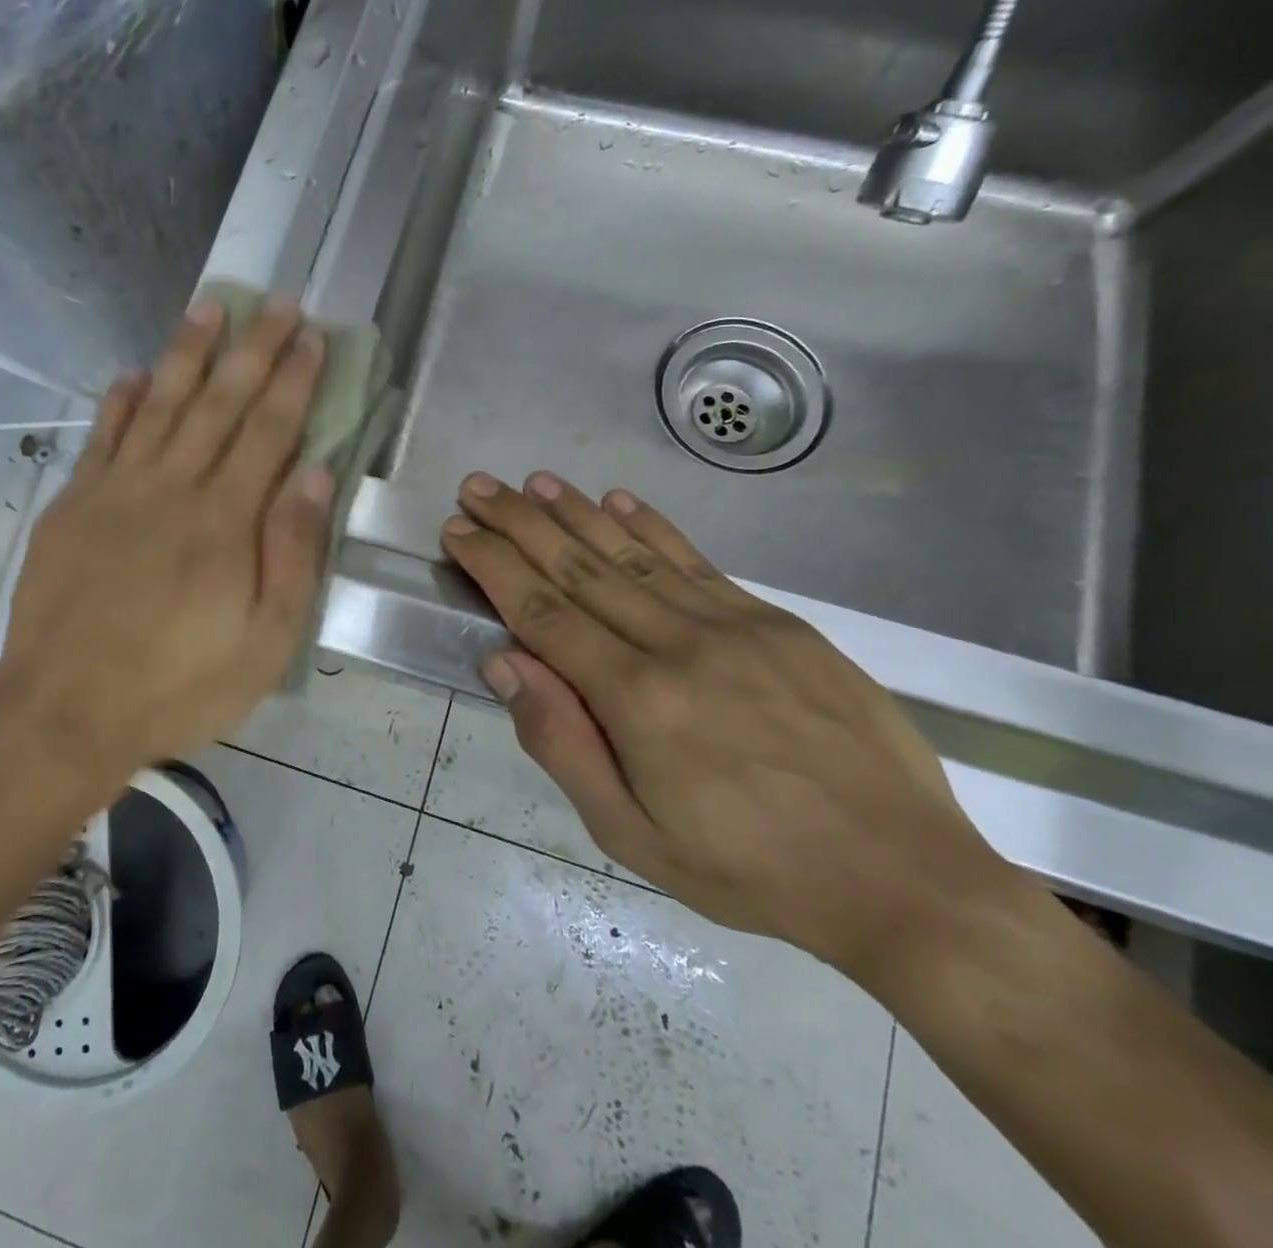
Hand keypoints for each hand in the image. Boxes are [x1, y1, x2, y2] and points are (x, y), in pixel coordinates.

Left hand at [0, 297, 333, 785]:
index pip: (269, 430)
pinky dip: (119, 403)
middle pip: (219, 403)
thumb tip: (315, 473)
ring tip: (210, 308)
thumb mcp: (265, 640)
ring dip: (186, 353)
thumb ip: (292, 551)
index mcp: (225, 520)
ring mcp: (115, 491)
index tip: (311, 335)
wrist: (64, 712)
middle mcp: (172, 488)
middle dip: (253, 349)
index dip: (294, 380)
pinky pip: (101, 439)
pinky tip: (133, 374)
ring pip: (159, 405)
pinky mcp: (73, 506)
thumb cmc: (179, 685)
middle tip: (276, 302)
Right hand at [441, 470, 1010, 980]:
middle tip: (478, 487)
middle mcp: (679, 644)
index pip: (542, 612)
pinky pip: (697, 562)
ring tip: (534, 482)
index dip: (494, 566)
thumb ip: (561, 743)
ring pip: (634, 553)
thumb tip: (504, 663)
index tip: (458, 532)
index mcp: (637, 699)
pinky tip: (619, 500)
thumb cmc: (748, 869)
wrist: (903, 878)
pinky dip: (651, 527)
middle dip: (520, 523)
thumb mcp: (631, 835)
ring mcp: (734, 625)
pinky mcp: (778, 623)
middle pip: (580, 568)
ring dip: (576, 512)